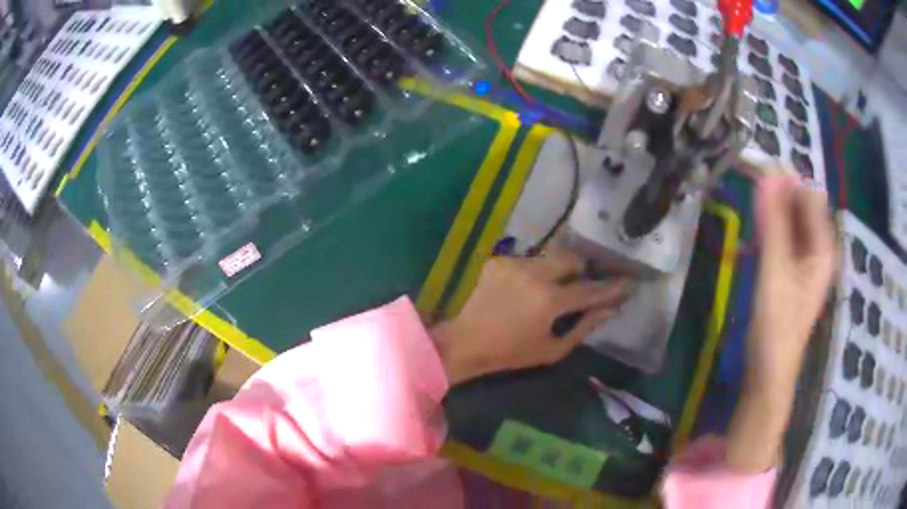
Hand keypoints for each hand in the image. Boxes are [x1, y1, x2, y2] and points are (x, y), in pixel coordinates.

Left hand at [431, 248, 630, 384]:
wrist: (466, 341)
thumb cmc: (511, 353)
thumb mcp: (553, 349)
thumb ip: (584, 327)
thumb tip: (609, 309)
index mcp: (549, 301)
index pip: (590, 289)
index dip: (612, 287)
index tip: (628, 282)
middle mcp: (534, 275)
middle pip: (572, 258)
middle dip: (584, 268)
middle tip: (586, 280)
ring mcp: (514, 264)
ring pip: (549, 257)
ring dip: (558, 270)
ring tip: (554, 286)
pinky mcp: (498, 260)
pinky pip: (528, 260)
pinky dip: (534, 272)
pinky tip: (527, 288)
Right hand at [727, 173, 836, 471]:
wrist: (768, 374)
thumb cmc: (776, 325)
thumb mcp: (776, 271)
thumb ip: (775, 223)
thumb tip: (770, 174)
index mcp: (823, 248)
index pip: (810, 196)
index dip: (788, 181)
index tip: (759, 174)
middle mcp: (818, 251)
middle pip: (801, 208)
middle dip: (777, 198)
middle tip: (750, 194)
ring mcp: (805, 264)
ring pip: (790, 225)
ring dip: (770, 217)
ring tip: (748, 221)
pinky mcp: (791, 276)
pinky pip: (782, 242)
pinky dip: (767, 237)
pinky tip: (750, 244)